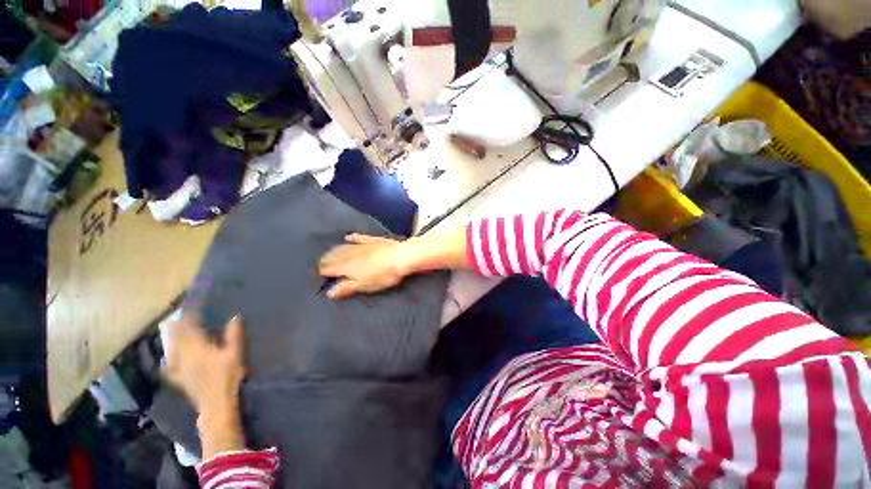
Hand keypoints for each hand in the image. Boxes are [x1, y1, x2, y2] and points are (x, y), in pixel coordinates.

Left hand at [166, 311, 246, 458]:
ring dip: (172, 337)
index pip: (191, 328)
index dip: (191, 316)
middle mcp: (184, 355)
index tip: (193, 307)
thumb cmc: (228, 376)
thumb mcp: (235, 353)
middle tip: (180, 315)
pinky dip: (168, 358)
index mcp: (198, 348)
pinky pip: (169, 366)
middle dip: (178, 325)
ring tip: (172, 328)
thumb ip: (234, 335)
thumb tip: (235, 317)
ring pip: (171, 348)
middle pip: (178, 337)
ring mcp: (179, 368)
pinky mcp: (178, 379)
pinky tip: (167, 357)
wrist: (216, 403)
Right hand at [319, 233, 409, 298]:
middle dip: (327, 261)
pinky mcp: (372, 240)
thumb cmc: (382, 275)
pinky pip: (359, 238)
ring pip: (343, 247)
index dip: (323, 272)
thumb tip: (329, 292)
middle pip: (334, 256)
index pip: (329, 268)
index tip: (320, 275)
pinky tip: (348, 236)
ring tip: (329, 253)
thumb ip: (346, 288)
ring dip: (335, 251)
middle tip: (322, 265)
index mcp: (346, 266)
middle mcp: (350, 254)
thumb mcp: (363, 285)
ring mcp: (362, 245)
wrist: (400, 256)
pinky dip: (352, 238)